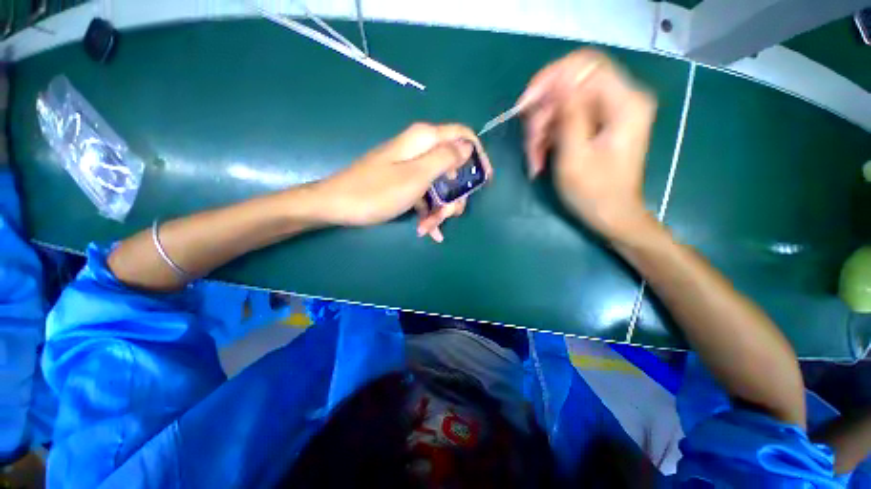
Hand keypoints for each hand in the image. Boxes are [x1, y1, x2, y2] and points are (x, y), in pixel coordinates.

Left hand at [313, 123, 491, 241]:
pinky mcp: (404, 182)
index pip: (463, 136)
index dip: (478, 156)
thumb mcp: (416, 176)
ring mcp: (412, 167)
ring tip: (429, 227)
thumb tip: (468, 146)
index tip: (484, 180)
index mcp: (424, 140)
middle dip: (455, 194)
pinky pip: (426, 195)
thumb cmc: (377, 192)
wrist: (338, 205)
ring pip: (440, 186)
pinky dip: (429, 212)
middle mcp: (420, 150)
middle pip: (453, 167)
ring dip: (441, 208)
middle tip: (449, 214)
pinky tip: (427, 230)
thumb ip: (445, 159)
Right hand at [517, 49, 656, 240]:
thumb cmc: (594, 193)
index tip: (525, 105)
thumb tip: (559, 79)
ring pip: (562, 106)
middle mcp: (619, 100)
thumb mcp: (575, 156)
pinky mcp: (597, 125)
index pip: (584, 66)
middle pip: (569, 88)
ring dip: (541, 132)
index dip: (550, 79)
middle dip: (542, 116)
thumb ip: (569, 114)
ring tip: (533, 160)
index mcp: (624, 103)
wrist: (611, 215)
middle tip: (529, 146)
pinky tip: (540, 159)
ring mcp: (607, 113)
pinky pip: (564, 120)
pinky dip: (548, 138)